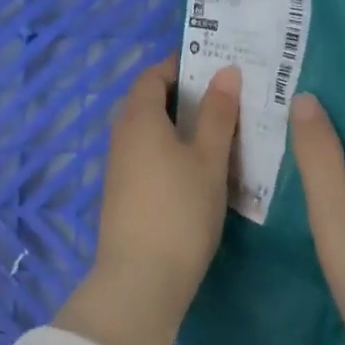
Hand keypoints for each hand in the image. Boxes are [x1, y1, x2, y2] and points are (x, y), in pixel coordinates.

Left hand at [58, 58, 240, 344]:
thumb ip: (217, 114)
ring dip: (179, 126)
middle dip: (183, 95)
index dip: (180, 65)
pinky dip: (171, 150)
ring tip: (220, 130)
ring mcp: (119, 168)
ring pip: (150, 132)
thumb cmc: (180, 210)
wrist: (140, 279)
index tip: (214, 66)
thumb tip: (225, 71)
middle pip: (149, 102)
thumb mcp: (208, 159)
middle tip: (225, 98)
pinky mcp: (124, 195)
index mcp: (139, 119)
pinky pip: (148, 156)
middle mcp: (122, 137)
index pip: (153, 75)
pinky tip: (199, 168)